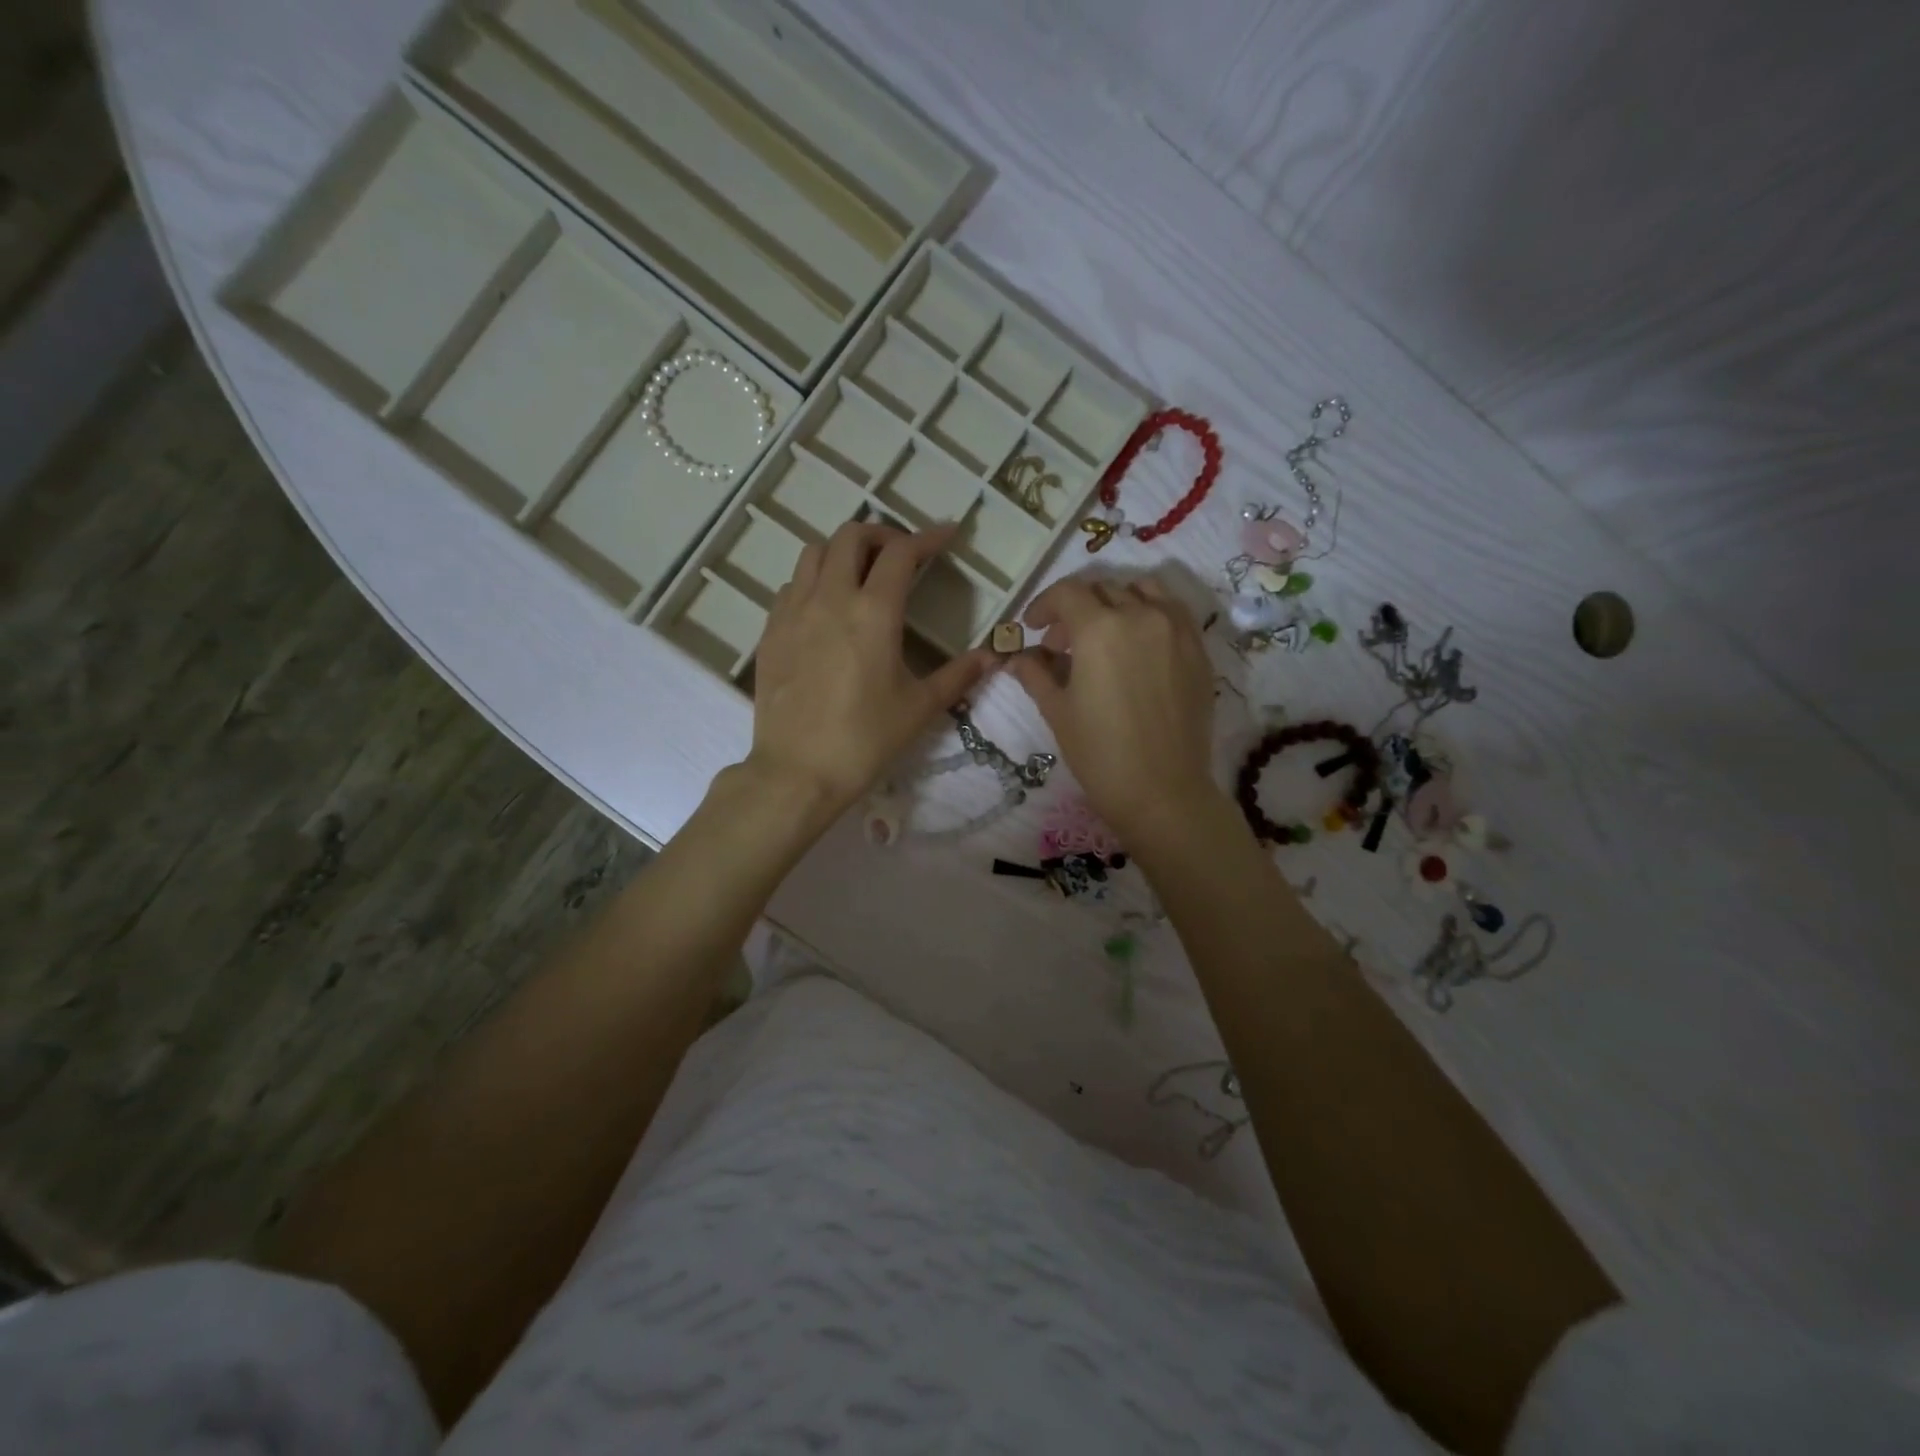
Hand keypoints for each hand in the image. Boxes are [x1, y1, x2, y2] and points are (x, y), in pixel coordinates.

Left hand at [748, 521, 995, 819]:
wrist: (797, 772)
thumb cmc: (865, 740)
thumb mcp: (919, 708)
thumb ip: (958, 676)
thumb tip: (992, 657)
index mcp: (873, 612)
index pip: (901, 553)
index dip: (928, 537)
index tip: (947, 535)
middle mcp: (829, 599)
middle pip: (851, 535)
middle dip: (881, 534)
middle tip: (901, 556)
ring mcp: (793, 612)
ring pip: (814, 553)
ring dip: (843, 551)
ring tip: (861, 575)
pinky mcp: (770, 632)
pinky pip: (792, 586)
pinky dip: (814, 580)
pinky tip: (826, 609)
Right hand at [1008, 573, 1219, 846]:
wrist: (1162, 792)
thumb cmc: (1100, 754)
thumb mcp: (1057, 711)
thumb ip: (1035, 674)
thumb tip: (1017, 658)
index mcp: (1100, 629)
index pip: (1066, 593)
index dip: (1043, 605)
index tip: (1033, 627)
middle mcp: (1141, 616)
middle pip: (1102, 590)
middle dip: (1075, 609)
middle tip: (1061, 644)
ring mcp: (1176, 630)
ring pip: (1141, 591)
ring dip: (1114, 602)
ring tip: (1103, 635)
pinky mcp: (1198, 650)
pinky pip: (1172, 611)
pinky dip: (1149, 613)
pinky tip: (1138, 644)